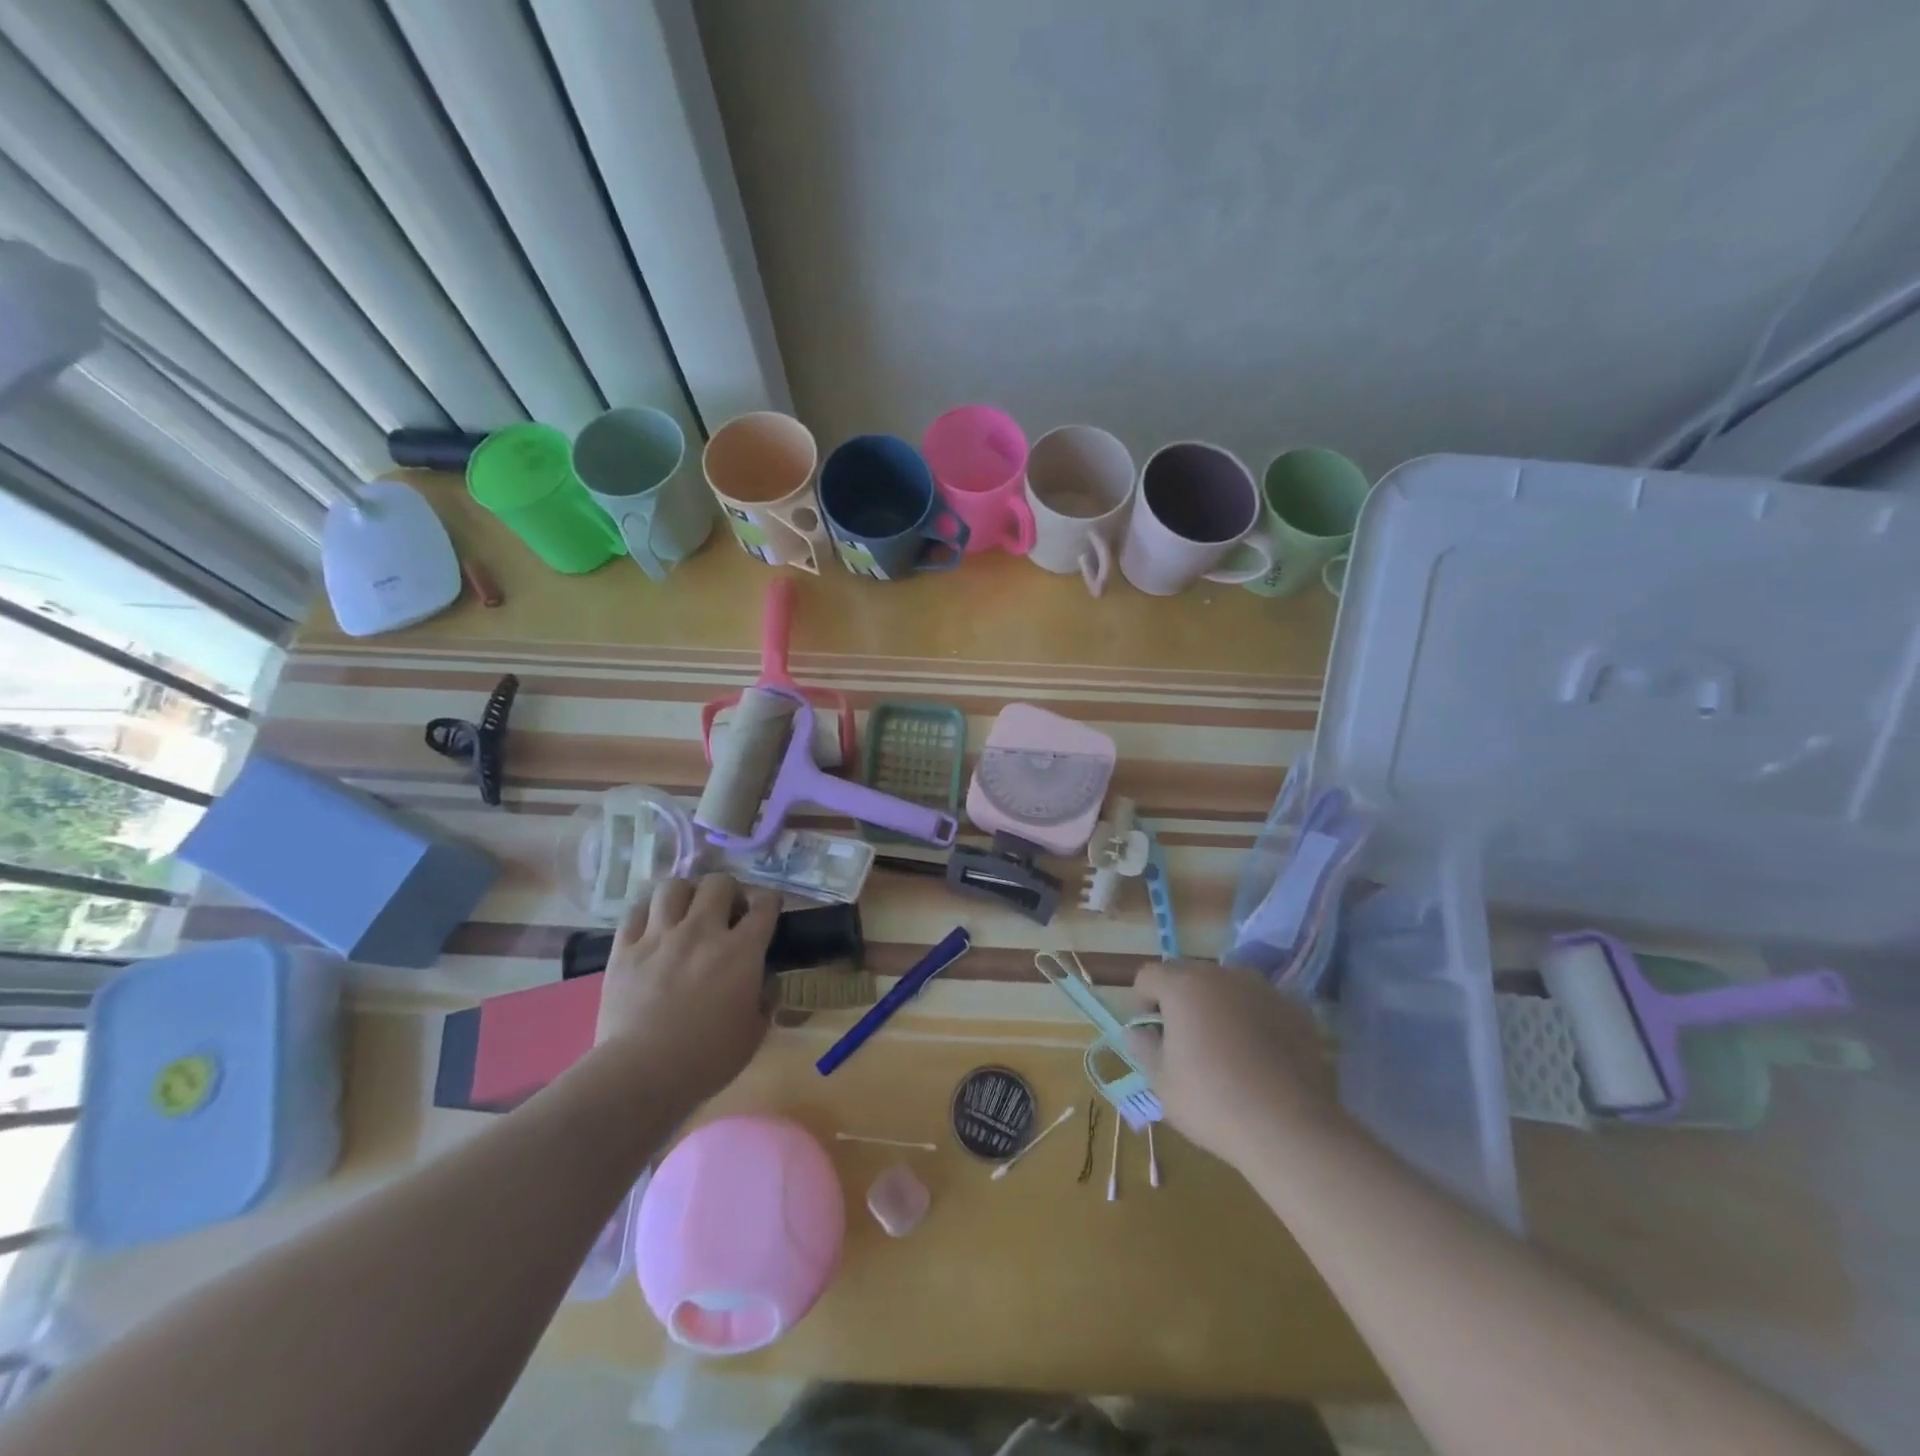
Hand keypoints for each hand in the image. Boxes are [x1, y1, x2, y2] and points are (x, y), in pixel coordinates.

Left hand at [594, 873, 780, 1110]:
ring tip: (687, 911)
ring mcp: (660, 936)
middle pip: (719, 883)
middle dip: (728, 891)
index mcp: (741, 950)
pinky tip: (653, 925)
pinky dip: (649, 912)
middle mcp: (702, 931)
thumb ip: (766, 997)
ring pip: (674, 887)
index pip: (764, 905)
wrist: (642, 1073)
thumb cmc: (707, 1058)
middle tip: (727, 912)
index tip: (768, 910)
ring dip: (687, 895)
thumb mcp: (755, 1031)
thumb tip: (766, 978)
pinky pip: (636, 911)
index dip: (770, 902)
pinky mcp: (624, 949)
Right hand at [1129, 959, 1339, 1166]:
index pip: (1149, 976)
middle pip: (1189, 975)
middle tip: (1184, 1040)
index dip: (1141, 1001)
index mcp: (1183, 986)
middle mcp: (1223, 975)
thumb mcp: (1162, 1082)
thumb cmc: (1213, 1103)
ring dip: (1217, 1005)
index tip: (1149, 1034)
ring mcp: (1263, 989)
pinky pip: (1261, 1005)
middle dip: (1180, 1000)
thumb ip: (1143, 1048)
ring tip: (1224, 1046)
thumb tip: (1139, 1031)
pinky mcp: (1296, 1010)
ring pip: (1227, 987)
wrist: (1290, 1129)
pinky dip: (1253, 1019)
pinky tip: (1259, 1056)